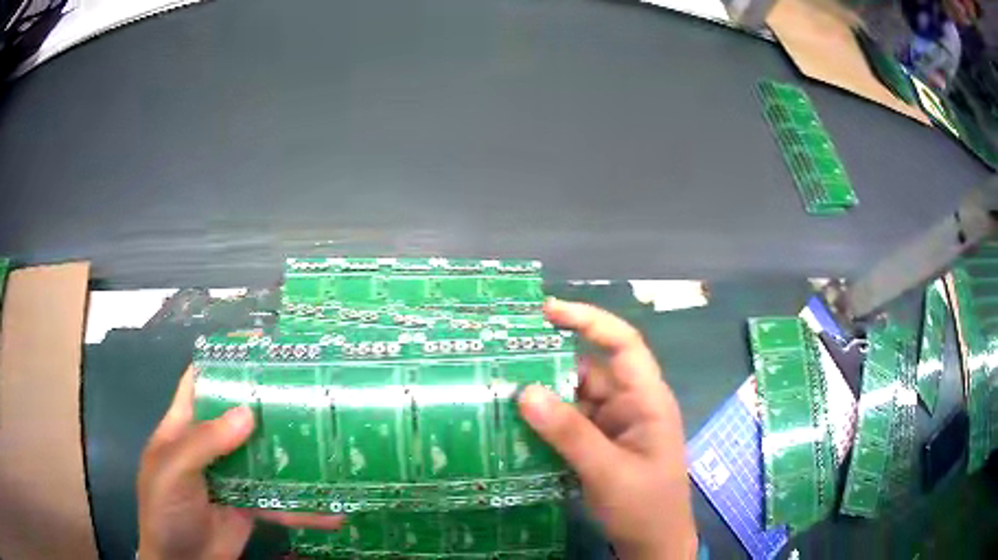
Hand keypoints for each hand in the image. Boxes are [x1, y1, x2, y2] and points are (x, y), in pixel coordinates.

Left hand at [138, 366, 342, 559]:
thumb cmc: (165, 509)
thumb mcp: (174, 470)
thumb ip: (205, 442)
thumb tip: (248, 412)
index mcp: (182, 428)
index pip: (198, 385)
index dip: (221, 365)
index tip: (257, 353)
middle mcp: (208, 447)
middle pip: (237, 418)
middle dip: (266, 406)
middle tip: (306, 393)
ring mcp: (231, 477)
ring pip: (263, 458)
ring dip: (291, 456)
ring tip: (328, 445)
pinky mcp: (250, 506)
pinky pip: (279, 502)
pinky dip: (303, 508)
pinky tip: (332, 512)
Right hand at [518, 299, 696, 559]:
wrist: (653, 545)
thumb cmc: (645, 506)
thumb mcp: (608, 471)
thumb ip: (570, 433)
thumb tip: (525, 392)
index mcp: (647, 399)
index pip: (623, 344)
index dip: (589, 320)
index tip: (547, 311)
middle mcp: (630, 405)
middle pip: (590, 371)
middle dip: (550, 363)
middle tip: (503, 358)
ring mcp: (614, 426)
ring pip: (575, 399)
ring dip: (542, 397)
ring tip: (498, 391)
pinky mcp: (599, 446)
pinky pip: (569, 424)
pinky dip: (545, 423)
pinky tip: (515, 425)